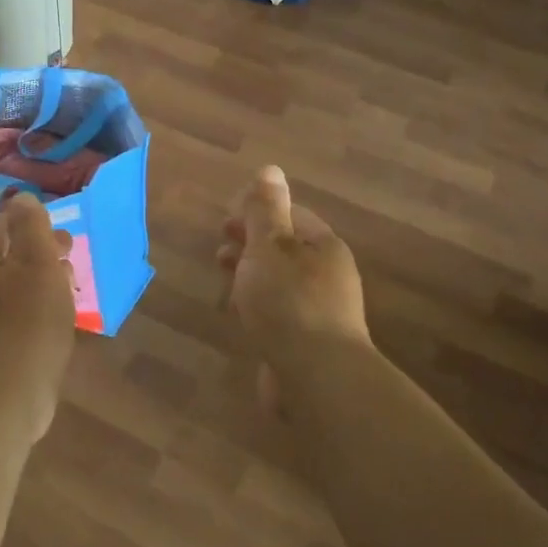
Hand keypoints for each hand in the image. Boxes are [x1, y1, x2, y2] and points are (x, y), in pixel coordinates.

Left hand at [0, 192, 75, 439]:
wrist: (5, 396)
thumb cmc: (26, 322)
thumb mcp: (37, 263)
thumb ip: (31, 226)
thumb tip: (21, 198)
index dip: (30, 223)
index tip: (61, 231)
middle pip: (3, 258)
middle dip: (37, 252)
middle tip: (70, 256)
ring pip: (9, 288)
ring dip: (38, 281)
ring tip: (69, 286)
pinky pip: (11, 316)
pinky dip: (33, 308)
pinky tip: (55, 320)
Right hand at [218, 166, 369, 363]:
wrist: (316, 377)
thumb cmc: (288, 302)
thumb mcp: (270, 247)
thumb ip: (265, 210)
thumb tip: (270, 169)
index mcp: (323, 246)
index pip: (290, 215)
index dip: (257, 213)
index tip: (224, 220)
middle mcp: (328, 274)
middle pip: (285, 249)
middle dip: (250, 244)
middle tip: (219, 249)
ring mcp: (321, 311)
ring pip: (280, 282)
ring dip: (251, 275)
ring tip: (224, 280)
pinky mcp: (309, 342)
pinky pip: (280, 312)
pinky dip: (258, 305)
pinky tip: (241, 315)